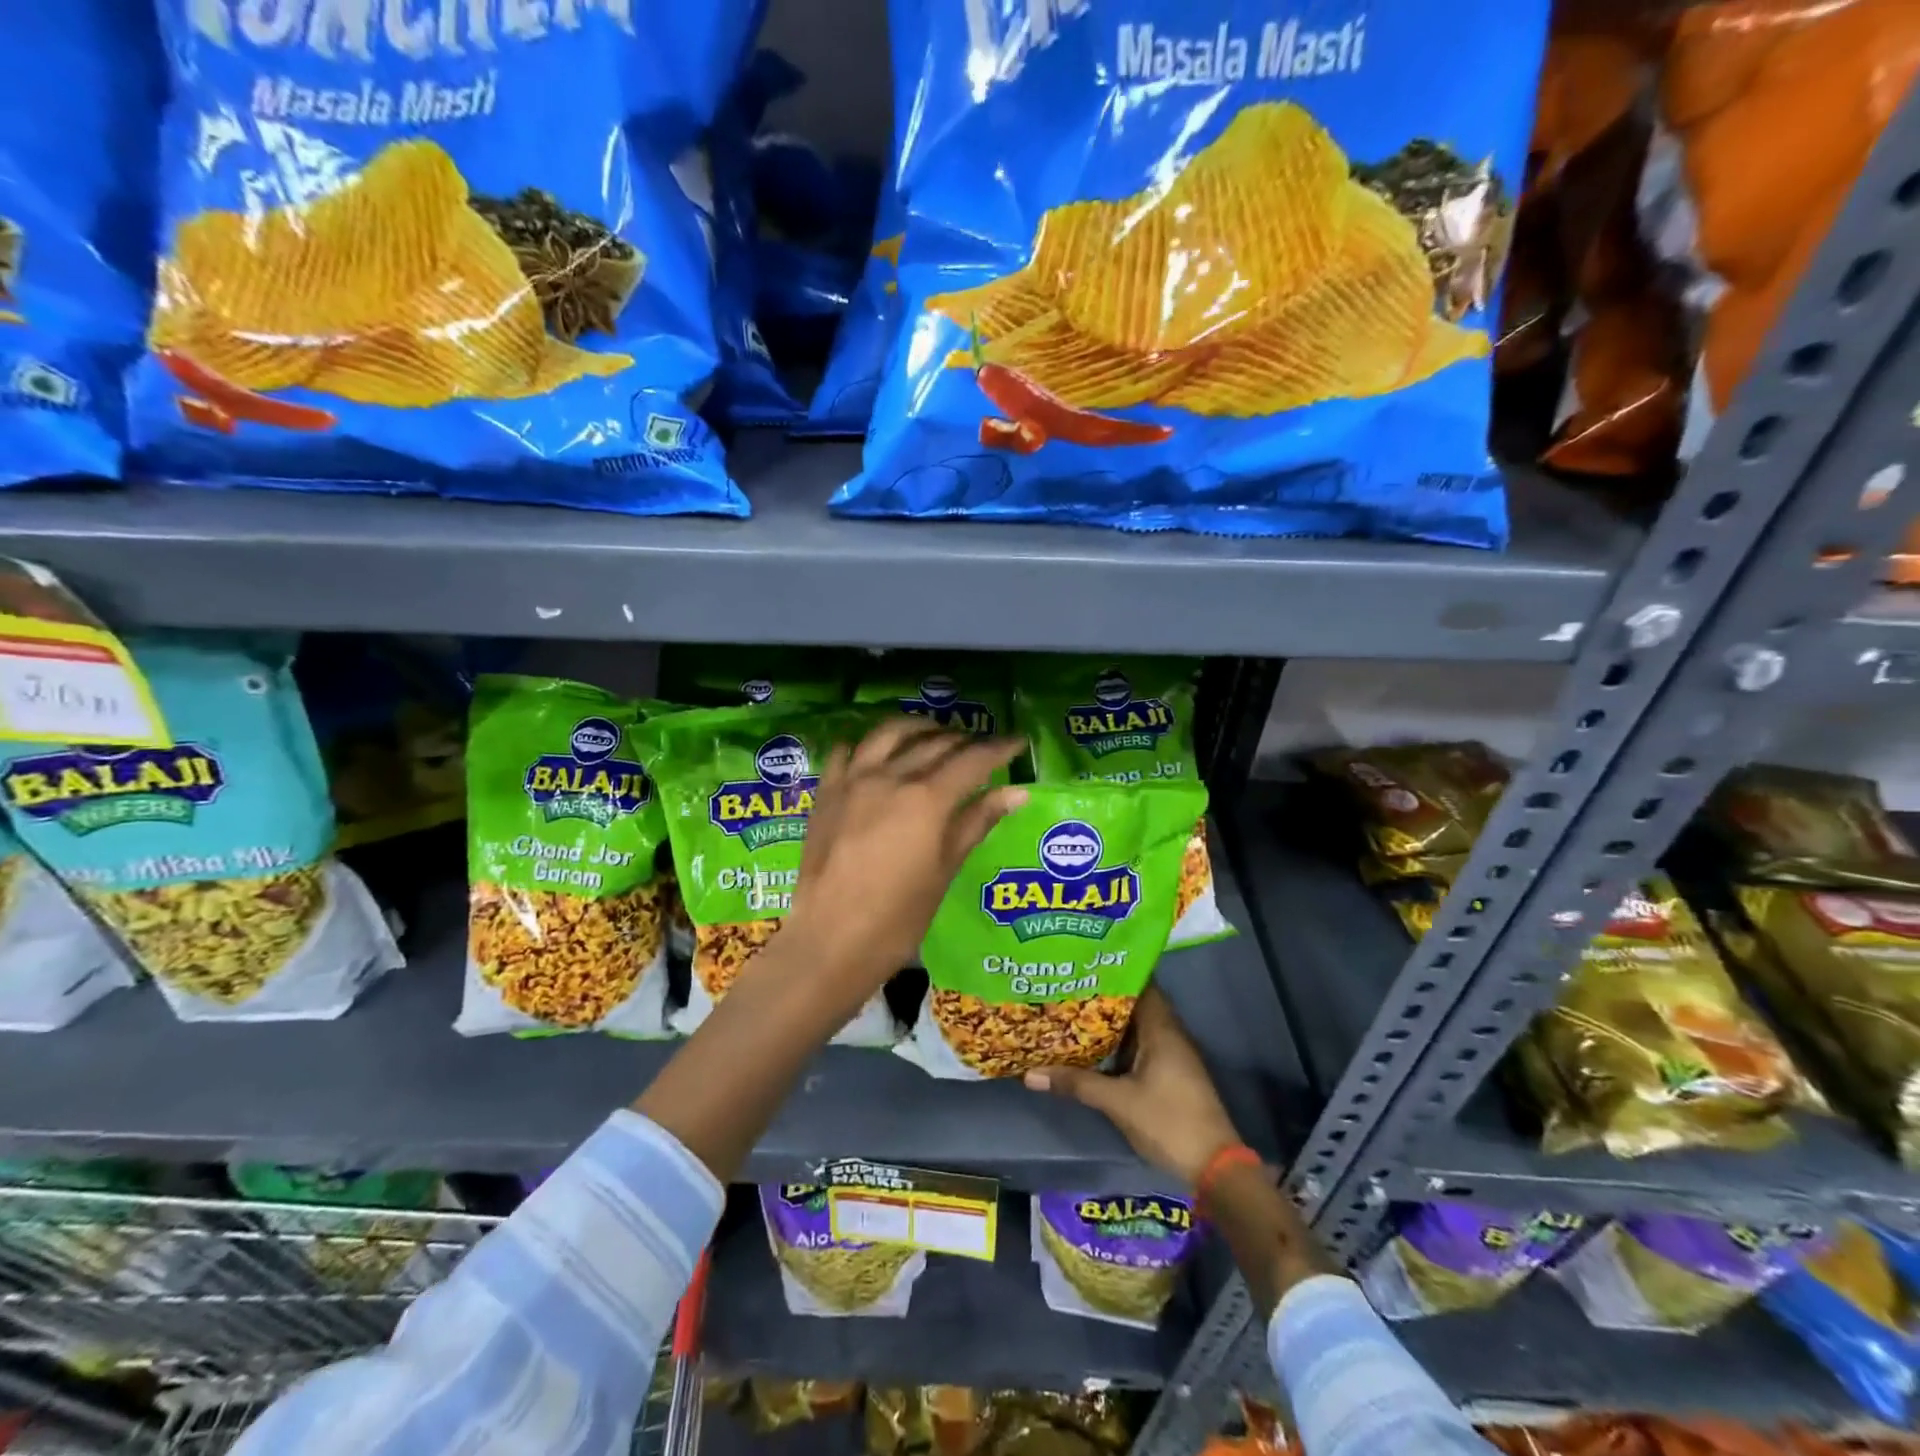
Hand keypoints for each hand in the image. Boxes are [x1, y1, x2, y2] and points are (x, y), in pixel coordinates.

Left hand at [783, 718, 1025, 1011]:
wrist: (831, 940)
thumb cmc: (899, 918)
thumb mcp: (945, 870)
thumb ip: (977, 822)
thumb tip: (1016, 793)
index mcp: (926, 799)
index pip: (972, 760)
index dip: (999, 748)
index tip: (1017, 742)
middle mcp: (890, 777)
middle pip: (935, 743)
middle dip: (964, 741)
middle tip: (982, 748)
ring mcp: (853, 780)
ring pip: (890, 733)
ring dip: (919, 729)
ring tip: (935, 735)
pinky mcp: (827, 792)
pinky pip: (849, 750)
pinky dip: (870, 744)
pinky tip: (879, 753)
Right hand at [1024, 987, 1241, 1185]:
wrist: (1214, 1166)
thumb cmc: (1168, 1121)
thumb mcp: (1118, 1102)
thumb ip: (1077, 1084)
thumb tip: (1030, 1074)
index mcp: (1162, 1029)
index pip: (1140, 985)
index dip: (1114, 973)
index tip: (1084, 966)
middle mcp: (1170, 1034)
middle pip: (1136, 1005)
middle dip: (1105, 998)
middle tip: (1070, 988)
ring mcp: (1173, 1056)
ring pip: (1138, 1028)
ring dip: (1112, 1023)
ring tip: (1074, 1012)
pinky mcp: (1172, 1074)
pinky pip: (1142, 1046)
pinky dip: (1120, 1044)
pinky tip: (1095, 1049)